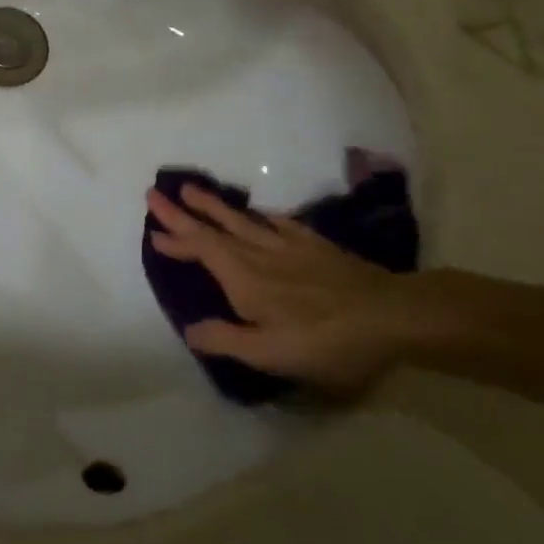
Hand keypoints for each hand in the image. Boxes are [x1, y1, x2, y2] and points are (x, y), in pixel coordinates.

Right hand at [146, 184, 420, 395]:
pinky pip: (277, 222)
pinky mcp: (314, 244)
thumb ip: (226, 339)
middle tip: (156, 194)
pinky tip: (259, 214)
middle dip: (183, 212)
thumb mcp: (271, 353)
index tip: (153, 227)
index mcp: (243, 277)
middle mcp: (259, 253)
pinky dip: (259, 216)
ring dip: (214, 206)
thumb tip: (189, 329)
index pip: (200, 248)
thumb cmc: (326, 339)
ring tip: (193, 190)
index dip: (176, 236)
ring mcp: (288, 244)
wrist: (390, 314)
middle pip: (214, 227)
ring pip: (242, 219)